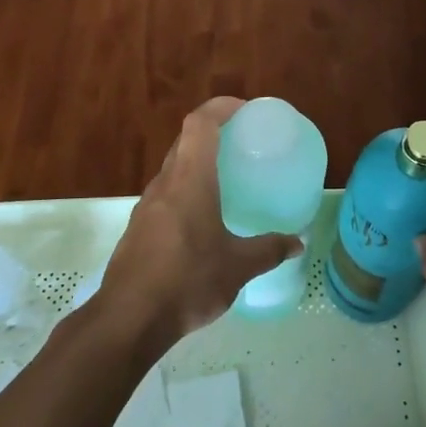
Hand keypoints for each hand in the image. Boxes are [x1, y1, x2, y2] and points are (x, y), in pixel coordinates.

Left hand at [101, 98, 302, 344]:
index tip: (245, 110)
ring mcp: (147, 206)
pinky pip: (166, 195)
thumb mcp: (238, 267)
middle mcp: (165, 184)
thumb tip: (297, 243)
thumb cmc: (187, 281)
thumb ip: (269, 250)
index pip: (200, 123)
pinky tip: (203, 220)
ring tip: (226, 179)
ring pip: (173, 169)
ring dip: (197, 163)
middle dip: (212, 133)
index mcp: (190, 180)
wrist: (128, 319)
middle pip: (185, 141)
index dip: (221, 107)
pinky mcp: (138, 229)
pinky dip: (186, 191)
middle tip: (242, 142)